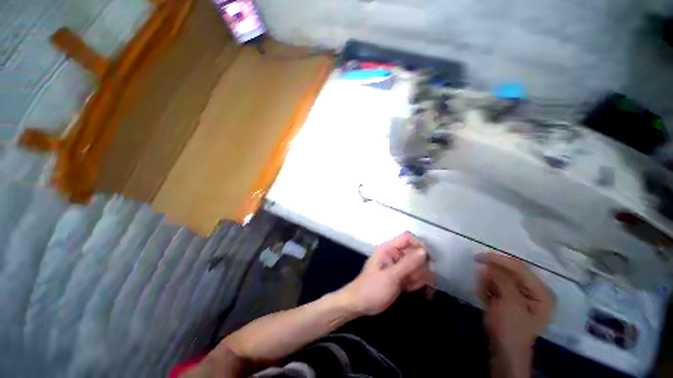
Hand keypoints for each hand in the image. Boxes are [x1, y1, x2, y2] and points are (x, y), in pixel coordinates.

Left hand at [339, 231, 434, 315]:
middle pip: (416, 253)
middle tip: (412, 279)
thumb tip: (424, 251)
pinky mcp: (401, 276)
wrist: (361, 304)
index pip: (408, 238)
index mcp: (388, 248)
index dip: (419, 246)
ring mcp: (398, 265)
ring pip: (418, 265)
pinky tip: (408, 289)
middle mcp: (395, 254)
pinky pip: (416, 276)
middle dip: (419, 267)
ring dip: (418, 277)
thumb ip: (408, 264)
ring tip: (408, 285)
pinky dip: (416, 283)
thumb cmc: (372, 288)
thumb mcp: (390, 276)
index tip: (427, 261)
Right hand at [476, 253, 554, 351]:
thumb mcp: (510, 304)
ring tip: (483, 293)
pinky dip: (487, 288)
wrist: (504, 350)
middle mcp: (534, 291)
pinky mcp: (510, 299)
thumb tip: (488, 264)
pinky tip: (484, 297)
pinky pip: (496, 285)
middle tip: (478, 276)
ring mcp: (521, 295)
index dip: (499, 260)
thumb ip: (502, 281)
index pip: (519, 268)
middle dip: (492, 273)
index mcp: (541, 292)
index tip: (478, 257)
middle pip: (510, 272)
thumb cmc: (511, 329)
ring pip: (500, 278)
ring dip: (488, 282)